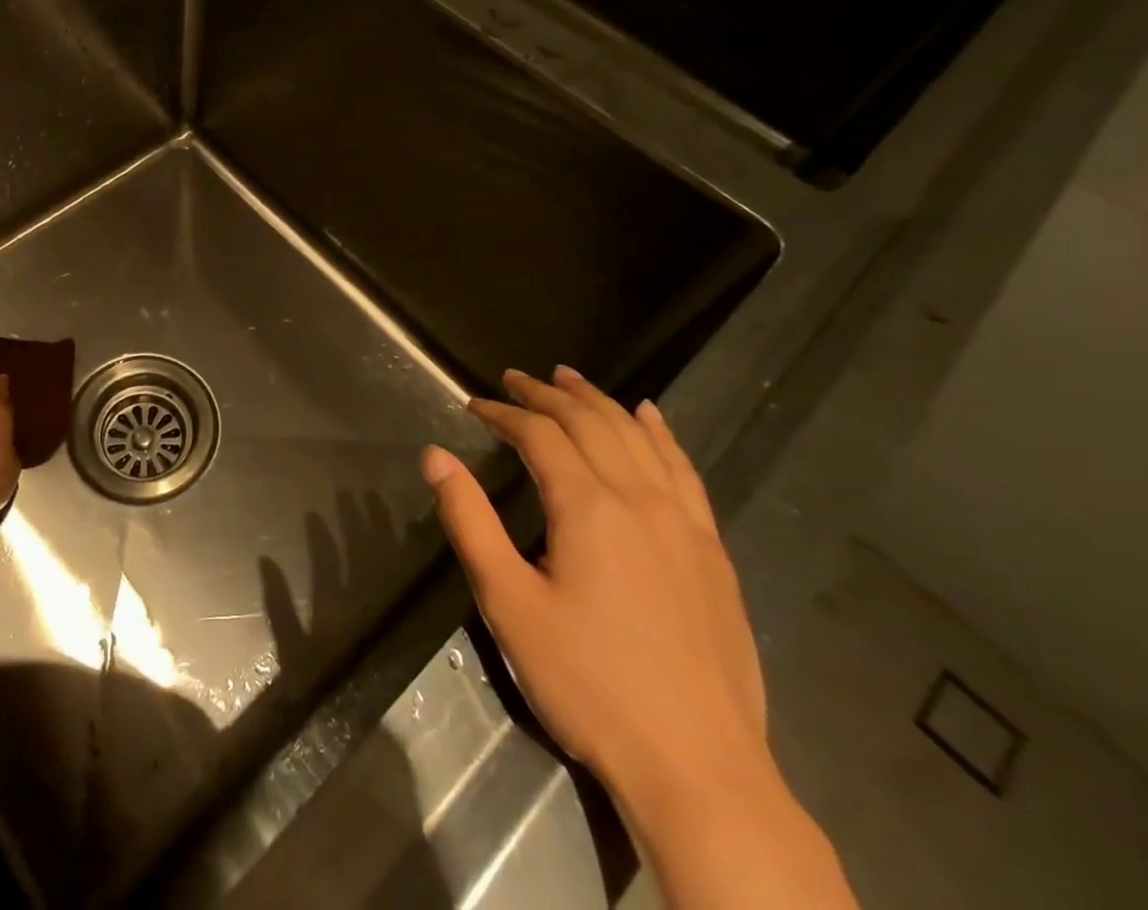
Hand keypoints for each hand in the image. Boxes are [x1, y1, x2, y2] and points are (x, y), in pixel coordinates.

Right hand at [421, 365, 766, 809]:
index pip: (539, 435)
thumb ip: (469, 521)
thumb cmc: (588, 684)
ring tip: (569, 377)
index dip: (503, 413)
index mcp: (587, 507)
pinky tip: (650, 417)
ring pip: (637, 437)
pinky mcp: (711, 551)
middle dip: (546, 395)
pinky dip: (661, 434)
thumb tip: (435, 456)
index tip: (473, 405)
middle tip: (514, 378)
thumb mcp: (508, 603)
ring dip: (599, 401)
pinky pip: (684, 471)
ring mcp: (683, 523)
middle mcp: (638, 498)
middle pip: (589, 423)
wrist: (699, 770)